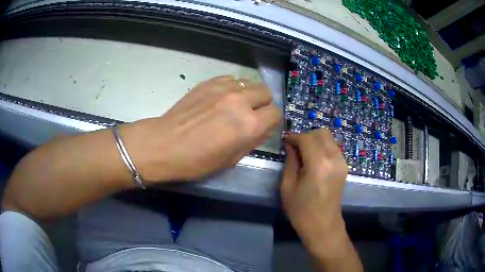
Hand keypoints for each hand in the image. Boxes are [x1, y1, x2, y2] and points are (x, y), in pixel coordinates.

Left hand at [120, 76, 280, 182]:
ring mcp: (223, 88)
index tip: (263, 126)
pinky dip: (232, 87)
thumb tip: (263, 127)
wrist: (164, 144)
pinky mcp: (208, 82)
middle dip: (262, 103)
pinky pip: (231, 78)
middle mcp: (241, 101)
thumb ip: (253, 140)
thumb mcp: (231, 159)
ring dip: (248, 93)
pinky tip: (221, 98)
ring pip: (249, 82)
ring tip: (235, 104)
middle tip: (251, 114)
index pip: (276, 113)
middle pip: (266, 92)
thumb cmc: (197, 161)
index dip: (271, 121)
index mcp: (249, 125)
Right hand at [281, 129, 348, 255]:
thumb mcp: (288, 186)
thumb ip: (291, 162)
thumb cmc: (301, 210)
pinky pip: (334, 148)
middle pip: (322, 133)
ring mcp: (342, 162)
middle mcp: (334, 158)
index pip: (307, 138)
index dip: (294, 137)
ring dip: (316, 141)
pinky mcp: (344, 167)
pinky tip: (315, 160)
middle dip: (307, 136)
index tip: (286, 141)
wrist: (323, 225)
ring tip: (305, 154)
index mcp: (318, 164)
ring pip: (330, 139)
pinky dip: (323, 148)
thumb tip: (291, 146)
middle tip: (296, 148)